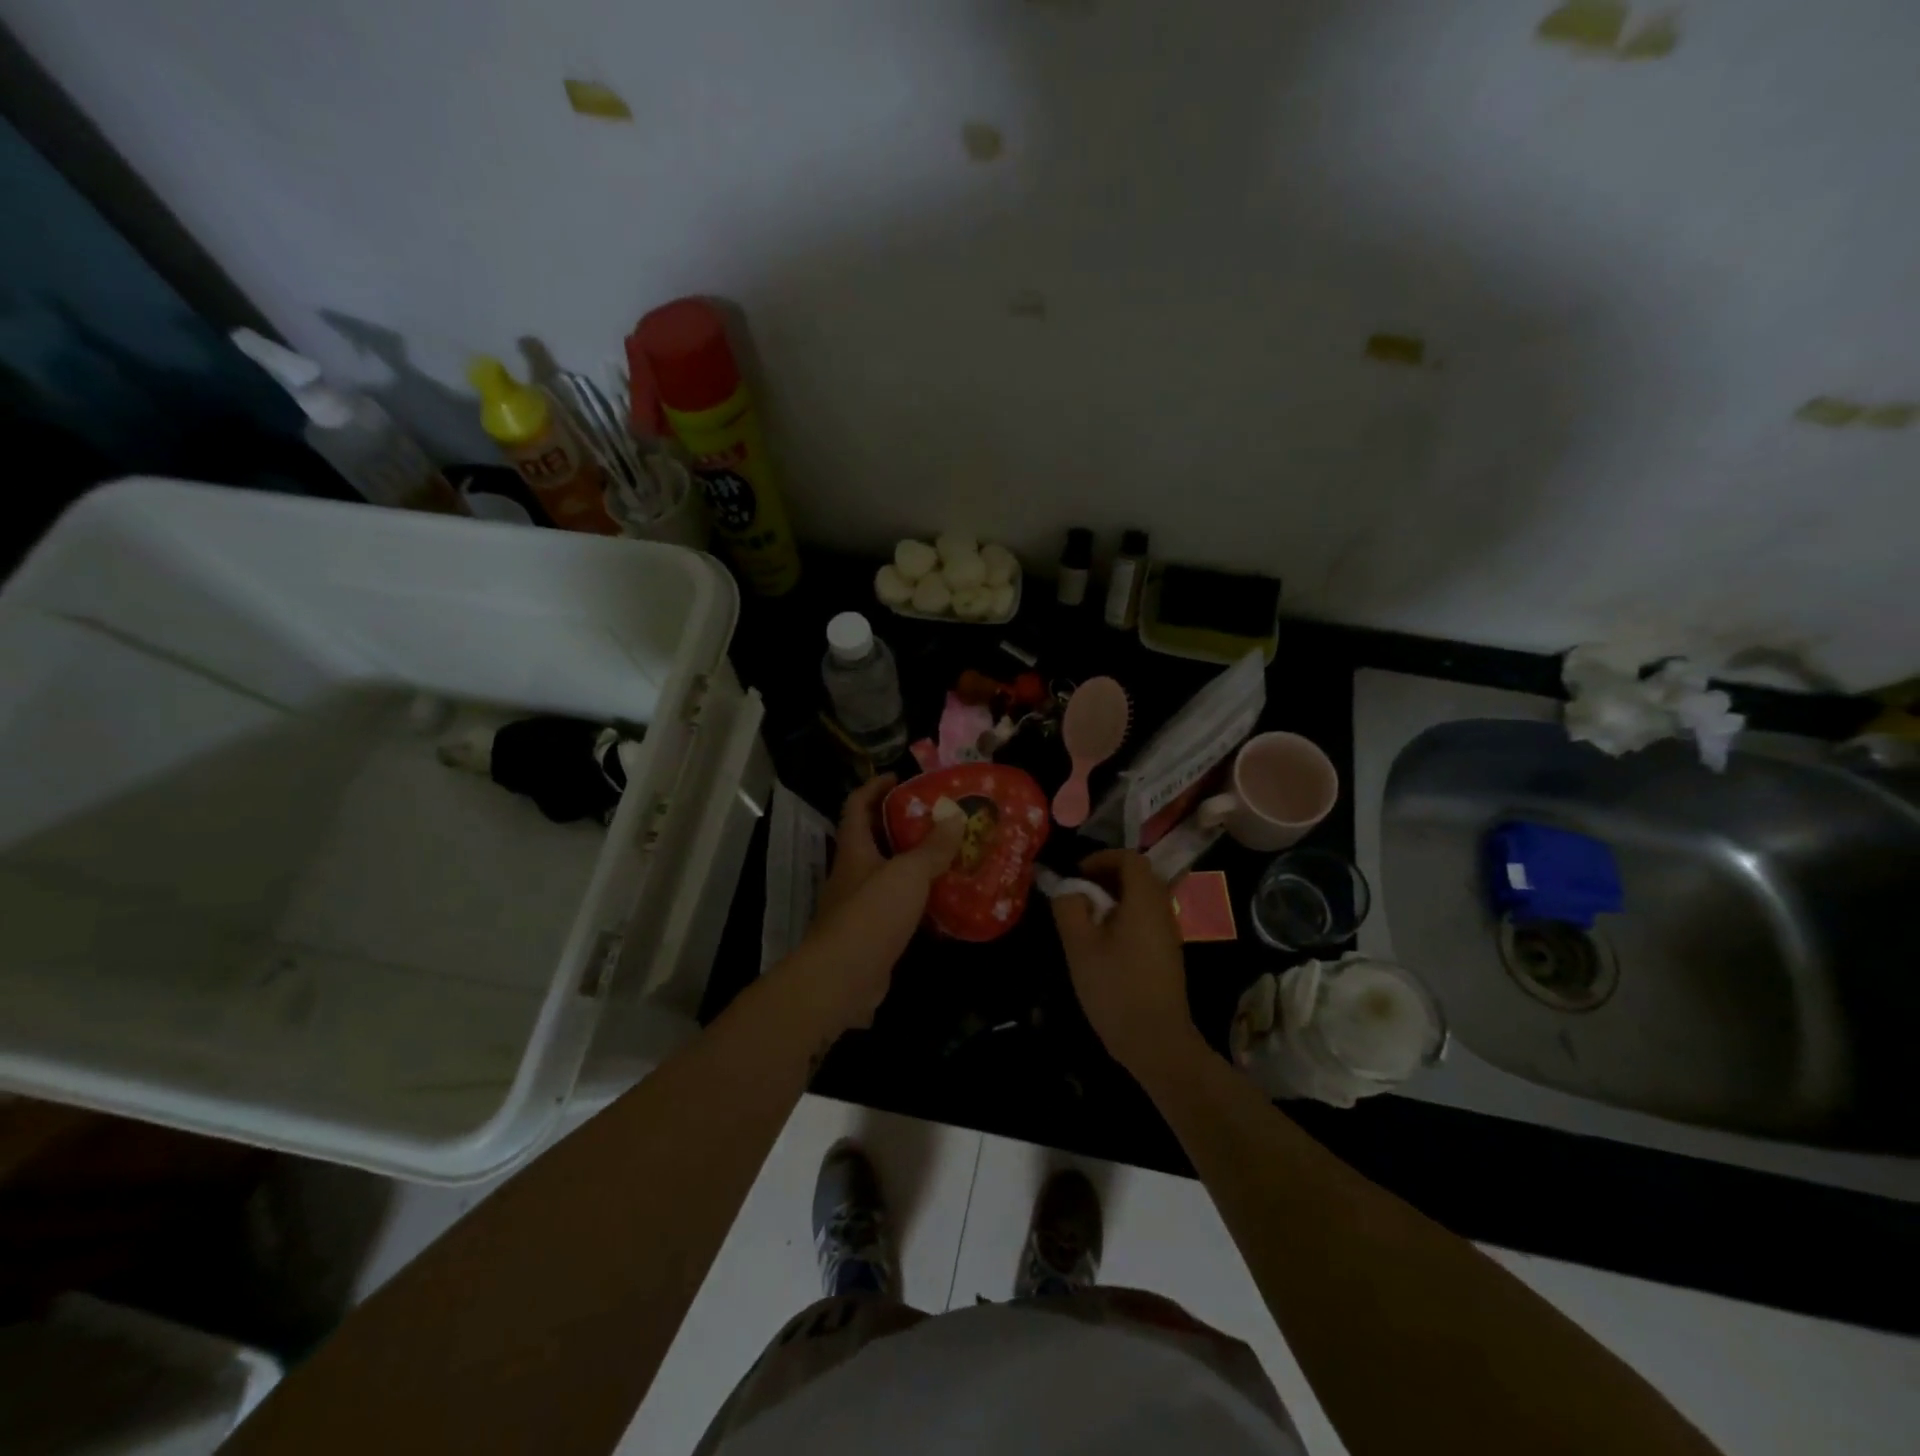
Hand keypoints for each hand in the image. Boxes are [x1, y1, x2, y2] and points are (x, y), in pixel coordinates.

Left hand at [782, 775, 964, 1032]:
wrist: (842, 980)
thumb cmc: (871, 915)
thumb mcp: (908, 874)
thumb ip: (932, 847)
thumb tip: (954, 816)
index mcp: (854, 850)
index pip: (857, 806)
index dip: (875, 787)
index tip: (900, 778)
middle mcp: (852, 874)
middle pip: (874, 840)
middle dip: (902, 825)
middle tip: (940, 818)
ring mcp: (859, 907)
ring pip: (887, 875)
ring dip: (914, 865)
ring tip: (950, 857)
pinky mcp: (871, 937)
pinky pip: (897, 909)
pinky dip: (918, 901)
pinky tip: (945, 903)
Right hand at [1051, 850, 1197, 1075]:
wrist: (1156, 1041)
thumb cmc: (1115, 988)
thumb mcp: (1079, 946)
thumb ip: (1069, 908)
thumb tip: (1068, 888)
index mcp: (1144, 901)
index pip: (1130, 858)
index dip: (1102, 858)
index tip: (1077, 874)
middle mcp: (1162, 910)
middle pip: (1139, 875)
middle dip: (1107, 875)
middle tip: (1079, 892)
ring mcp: (1169, 933)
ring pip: (1143, 898)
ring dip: (1115, 897)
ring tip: (1087, 916)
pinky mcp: (1168, 953)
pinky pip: (1147, 918)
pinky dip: (1125, 915)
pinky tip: (1104, 941)